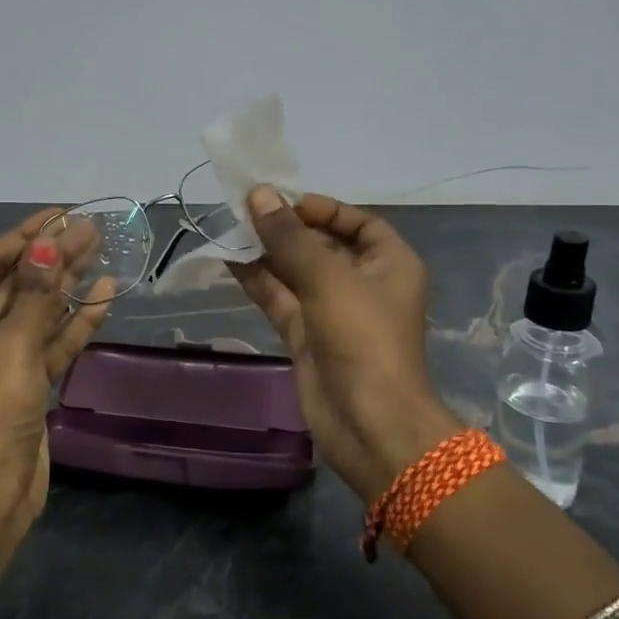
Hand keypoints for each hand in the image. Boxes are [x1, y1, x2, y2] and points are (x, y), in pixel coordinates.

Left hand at [0, 209, 113, 521]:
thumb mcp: (11, 346)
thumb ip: (35, 294)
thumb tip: (49, 243)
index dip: (26, 237)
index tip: (60, 213)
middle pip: (15, 285)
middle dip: (52, 258)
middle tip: (91, 229)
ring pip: (37, 311)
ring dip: (67, 284)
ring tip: (101, 250)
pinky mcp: (25, 381)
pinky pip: (50, 341)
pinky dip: (75, 321)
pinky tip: (104, 294)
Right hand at [229, 187, 457, 501]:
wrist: (368, 423)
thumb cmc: (363, 338)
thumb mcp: (328, 278)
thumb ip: (289, 237)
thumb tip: (259, 194)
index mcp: (389, 263)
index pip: (358, 222)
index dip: (323, 209)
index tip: (284, 202)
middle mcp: (363, 283)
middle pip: (322, 245)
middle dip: (286, 229)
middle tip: (245, 211)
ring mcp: (332, 312)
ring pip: (296, 272)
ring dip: (266, 253)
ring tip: (230, 229)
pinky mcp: (307, 336)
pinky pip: (281, 299)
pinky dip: (258, 281)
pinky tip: (229, 260)